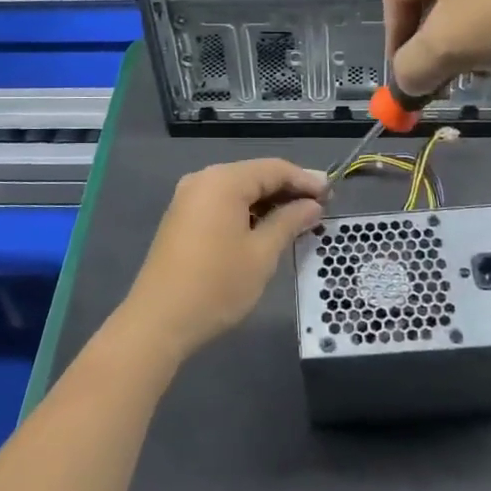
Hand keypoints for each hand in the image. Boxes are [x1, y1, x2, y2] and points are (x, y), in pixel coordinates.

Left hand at [124, 159, 327, 360]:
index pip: (273, 169)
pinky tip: (266, 228)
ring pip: (238, 190)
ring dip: (268, 202)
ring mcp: (188, 198)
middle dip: (288, 190)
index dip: (305, 180)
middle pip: (254, 175)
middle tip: (320, 207)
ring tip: (299, 220)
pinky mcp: (182, 218)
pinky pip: (222, 203)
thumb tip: (312, 206)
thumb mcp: (261, 254)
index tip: (332, 195)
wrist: (158, 321)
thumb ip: (289, 222)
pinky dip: (247, 211)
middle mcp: (203, 180)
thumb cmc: (216, 285)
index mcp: (223, 181)